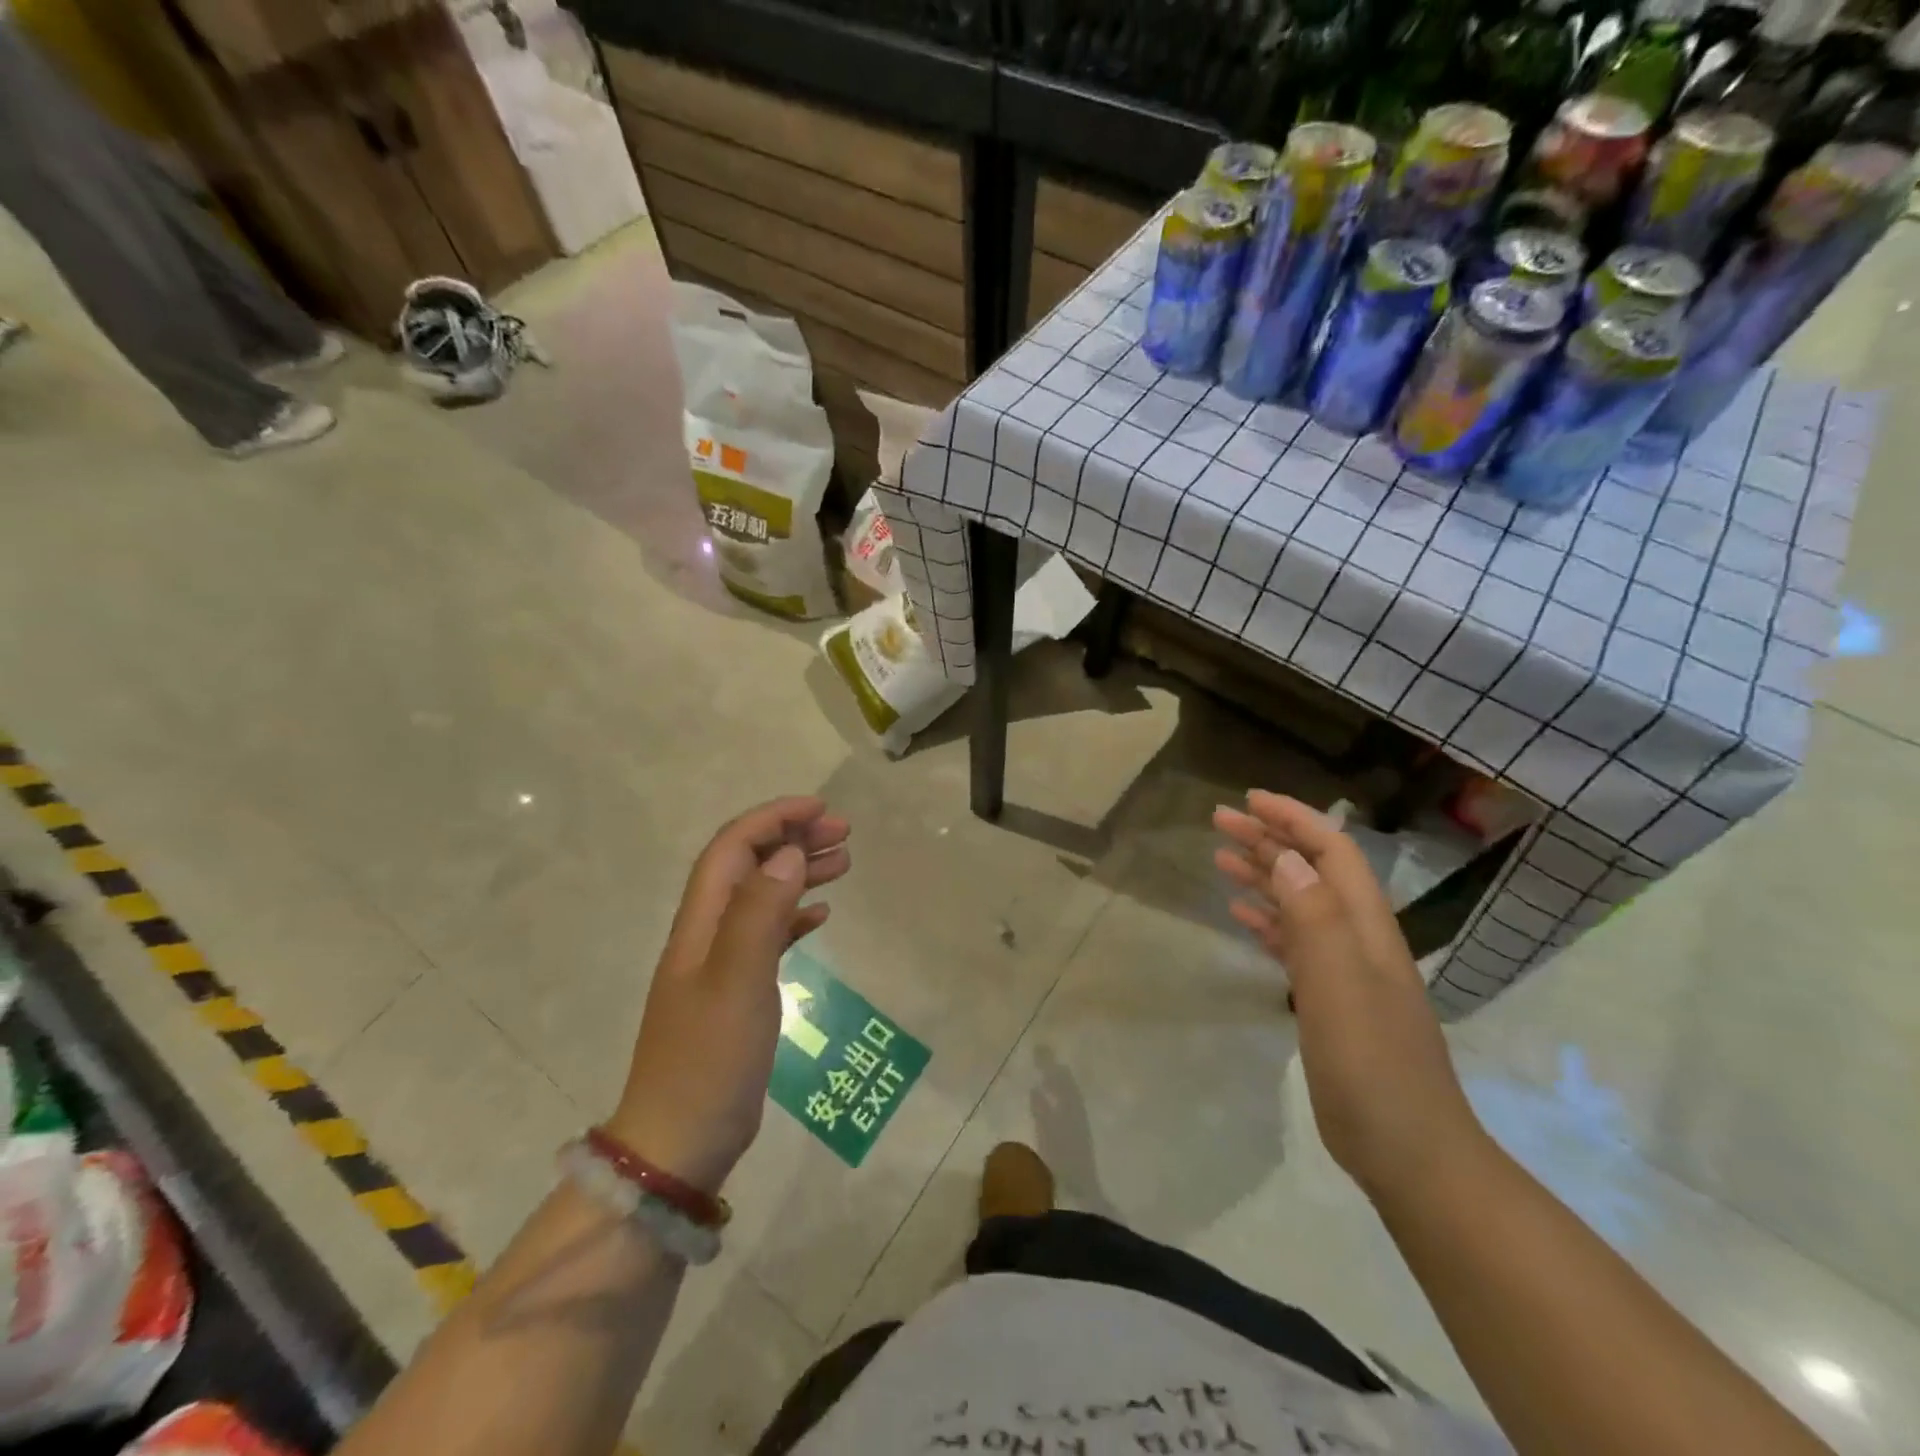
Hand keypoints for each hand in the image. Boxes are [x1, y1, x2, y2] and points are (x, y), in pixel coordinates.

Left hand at [608, 797, 850, 1192]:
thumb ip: (760, 914)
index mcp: (701, 924)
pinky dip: (795, 915)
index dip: (773, 819)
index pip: (733, 849)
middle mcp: (708, 934)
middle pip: (749, 866)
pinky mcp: (737, 992)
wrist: (679, 1143)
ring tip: (844, 863)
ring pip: (762, 896)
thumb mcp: (737, 983)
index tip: (821, 809)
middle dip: (792, 839)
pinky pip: (769, 935)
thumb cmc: (708, 1061)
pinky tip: (821, 915)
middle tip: (843, 833)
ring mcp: (721, 964)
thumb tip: (788, 854)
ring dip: (799, 872)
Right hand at [1212, 791, 1483, 1201]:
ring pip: (1300, 904)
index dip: (1294, 819)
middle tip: (1220, 822)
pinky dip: (1268, 919)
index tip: (1249, 800)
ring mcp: (1345, 971)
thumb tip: (1289, 860)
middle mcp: (1358, 939)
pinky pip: (1294, 942)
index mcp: (1366, 927)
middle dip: (1270, 840)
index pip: (1332, 853)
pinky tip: (1242, 915)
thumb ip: (1316, 921)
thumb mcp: (1341, 988)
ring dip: (1265, 875)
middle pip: (1312, 872)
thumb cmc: (1373, 1067)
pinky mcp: (1330, 999)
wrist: (1410, 1152)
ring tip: (1221, 859)